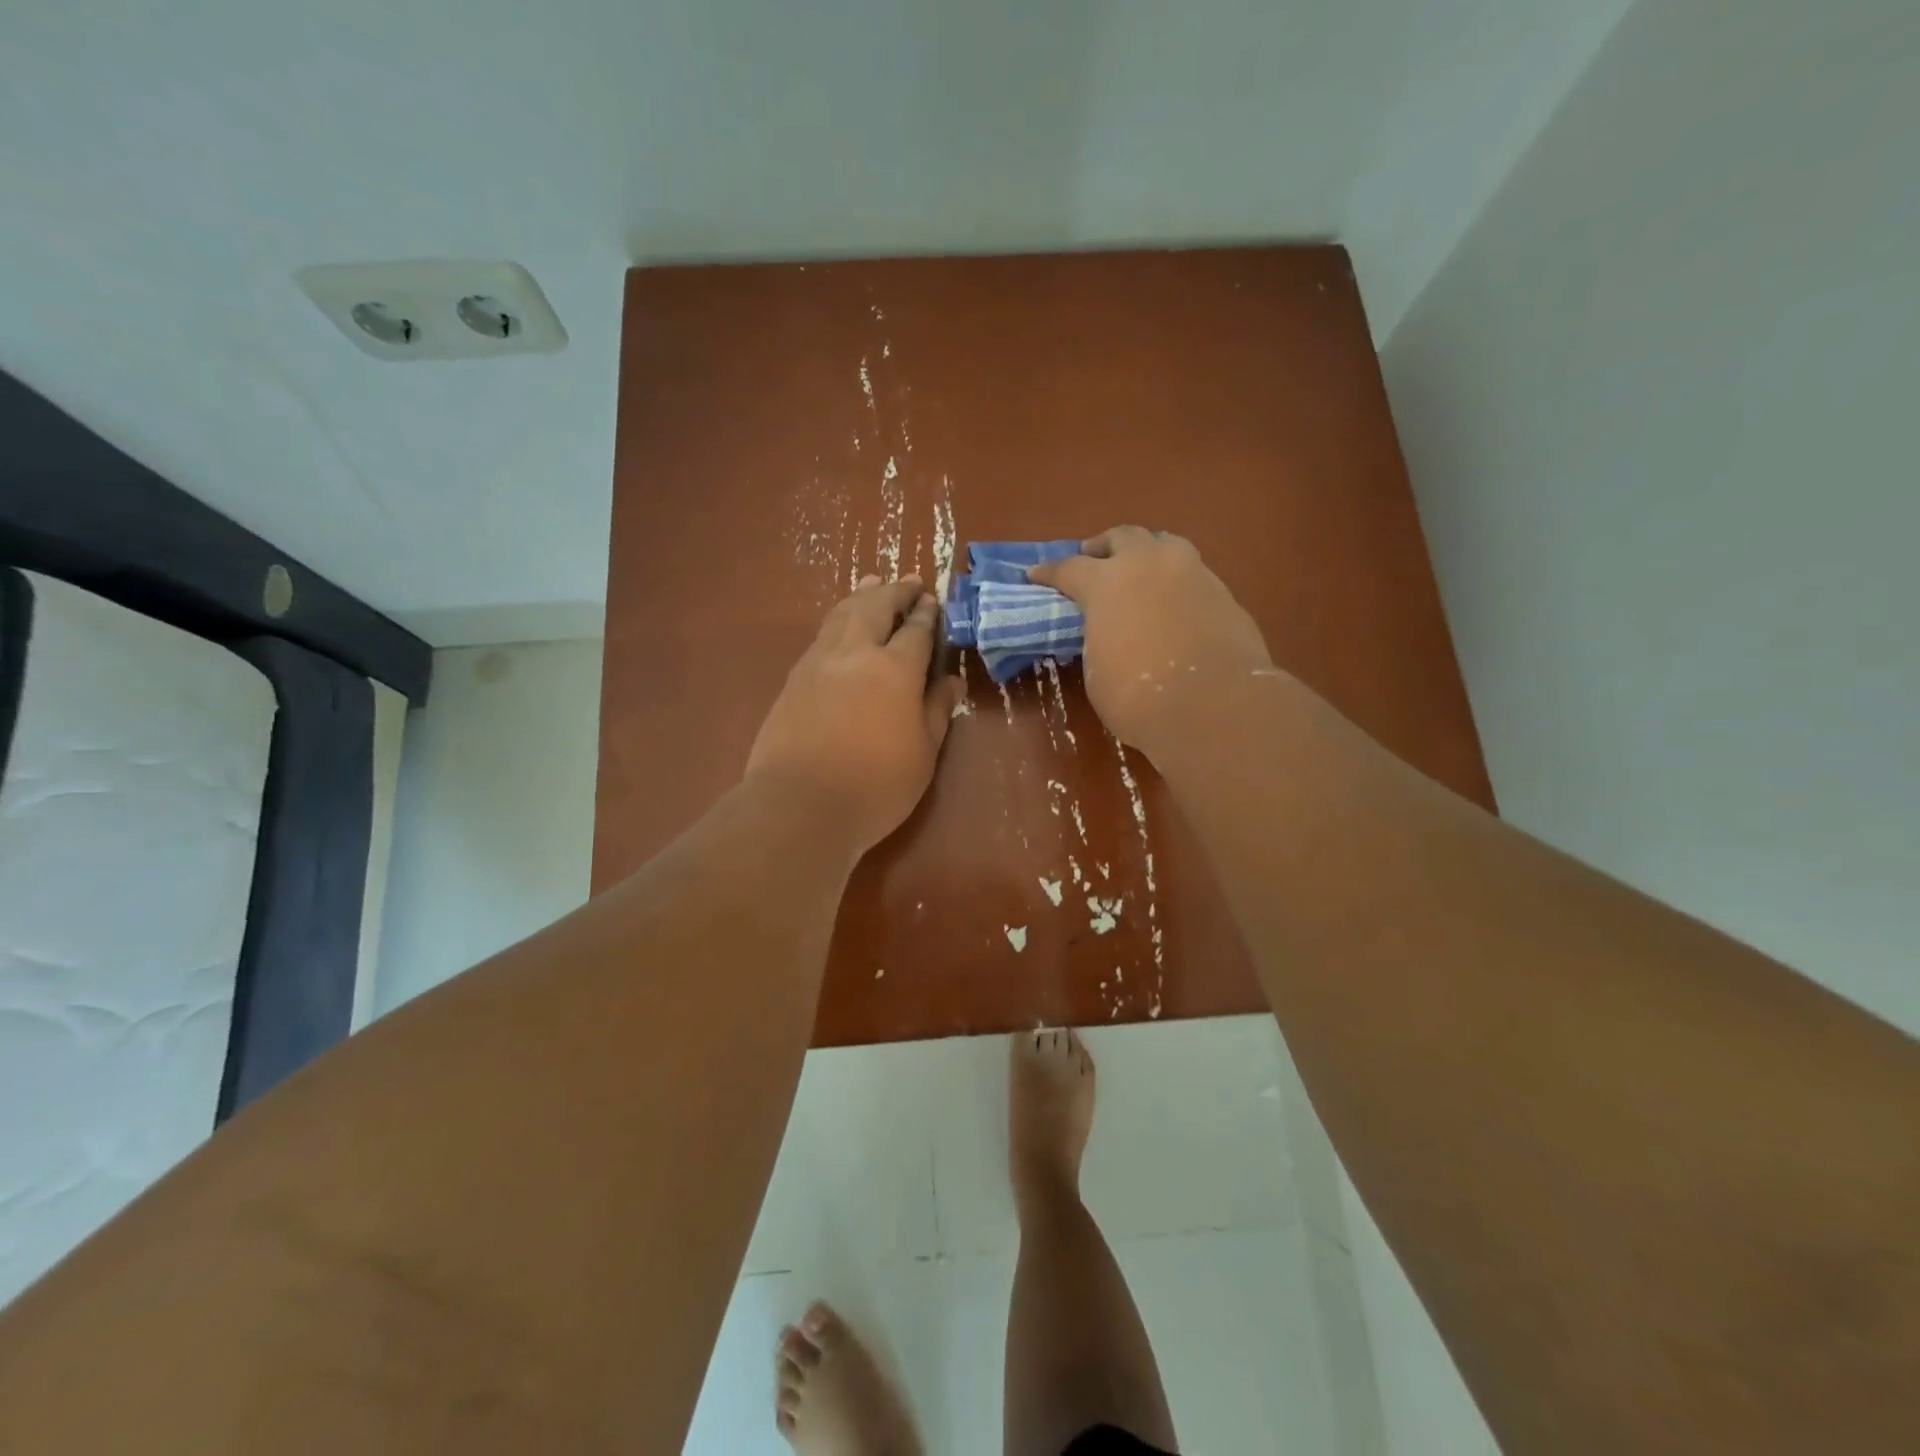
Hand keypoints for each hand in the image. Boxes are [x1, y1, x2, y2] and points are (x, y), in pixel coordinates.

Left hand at [746, 575, 965, 854]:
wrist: (799, 805)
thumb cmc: (875, 786)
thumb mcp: (923, 753)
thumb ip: (937, 711)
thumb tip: (952, 680)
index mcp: (895, 670)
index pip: (915, 630)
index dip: (926, 613)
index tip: (932, 599)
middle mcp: (856, 654)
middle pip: (875, 607)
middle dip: (894, 591)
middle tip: (907, 581)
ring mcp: (819, 663)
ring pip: (842, 614)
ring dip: (862, 595)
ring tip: (872, 582)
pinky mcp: (794, 679)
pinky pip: (821, 635)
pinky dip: (837, 618)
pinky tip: (840, 624)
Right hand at [1028, 526, 1272, 757]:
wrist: (1213, 708)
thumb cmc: (1138, 697)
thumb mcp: (1098, 670)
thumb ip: (1099, 638)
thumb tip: (1109, 634)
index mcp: (1107, 582)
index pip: (1070, 568)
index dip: (1049, 572)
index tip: (1035, 574)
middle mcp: (1150, 565)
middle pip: (1123, 537)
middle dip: (1104, 547)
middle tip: (1095, 560)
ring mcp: (1193, 574)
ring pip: (1167, 545)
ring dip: (1148, 555)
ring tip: (1141, 574)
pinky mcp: (1225, 594)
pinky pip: (1194, 577)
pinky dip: (1179, 585)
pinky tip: (1177, 607)